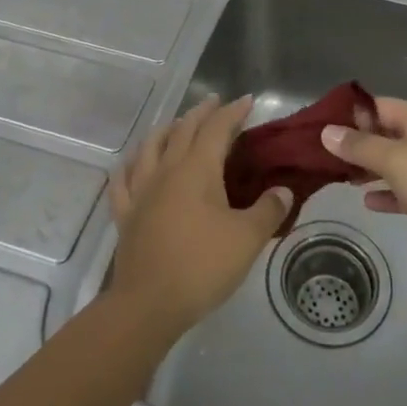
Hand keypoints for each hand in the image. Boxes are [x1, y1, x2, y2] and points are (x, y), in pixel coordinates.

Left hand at [109, 95, 292, 333]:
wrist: (148, 304)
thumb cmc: (202, 265)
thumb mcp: (247, 239)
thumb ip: (268, 210)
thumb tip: (283, 190)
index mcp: (197, 169)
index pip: (217, 128)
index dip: (233, 112)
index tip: (247, 101)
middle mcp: (166, 170)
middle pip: (182, 130)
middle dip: (201, 113)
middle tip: (214, 103)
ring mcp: (141, 191)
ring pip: (150, 147)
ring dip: (165, 130)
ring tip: (175, 125)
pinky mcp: (125, 215)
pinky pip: (122, 181)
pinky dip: (129, 166)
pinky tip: (131, 164)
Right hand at [323, 97, 406, 279]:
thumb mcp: (395, 161)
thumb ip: (360, 146)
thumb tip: (327, 131)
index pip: (379, 105)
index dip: (352, 113)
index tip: (322, 126)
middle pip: (387, 133)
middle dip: (358, 143)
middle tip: (324, 156)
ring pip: (397, 162)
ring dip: (371, 168)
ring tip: (340, 177)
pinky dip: (389, 193)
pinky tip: (369, 202)